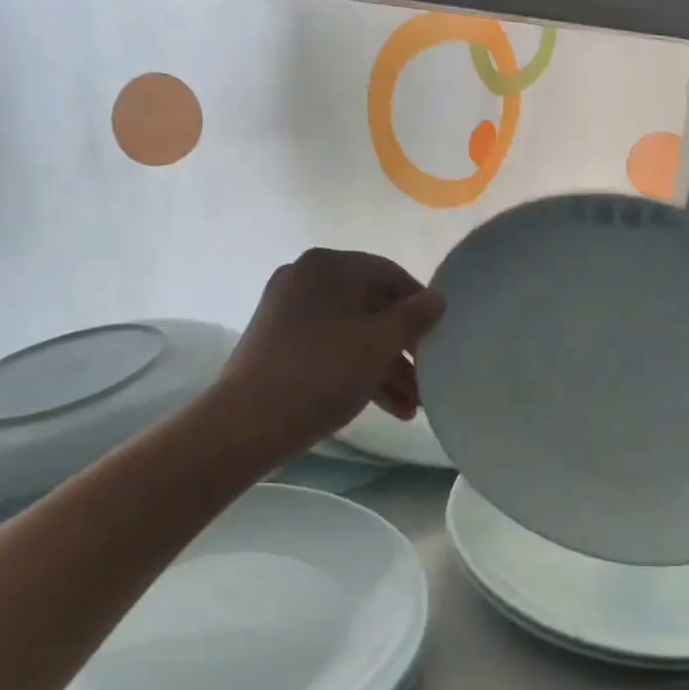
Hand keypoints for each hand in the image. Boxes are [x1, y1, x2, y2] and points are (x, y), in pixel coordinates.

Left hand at [218, 249, 444, 462]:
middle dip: (404, 347)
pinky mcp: (279, 344)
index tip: (440, 337)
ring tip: (413, 406)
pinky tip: (389, 408)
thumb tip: (437, 299)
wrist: (247, 422)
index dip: (422, 305)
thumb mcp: (381, 343)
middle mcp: (307, 280)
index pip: (391, 274)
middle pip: (373, 307)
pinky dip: (359, 371)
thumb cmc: (324, 372)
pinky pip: (332, 348)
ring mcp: (289, 312)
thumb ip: (416, 317)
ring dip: (386, 367)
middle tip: (428, 377)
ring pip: (353, 333)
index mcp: (330, 267)